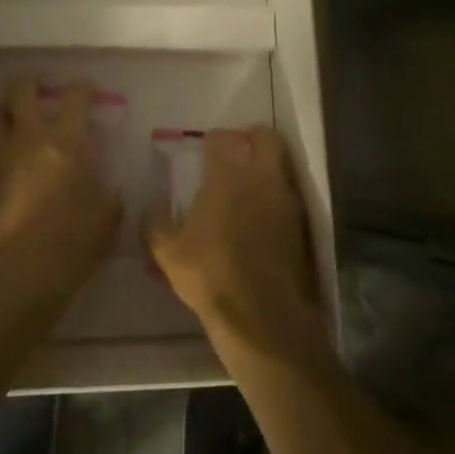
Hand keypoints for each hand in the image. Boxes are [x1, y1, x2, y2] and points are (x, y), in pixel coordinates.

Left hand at [0, 77, 120, 300]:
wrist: (21, 273)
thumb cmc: (74, 240)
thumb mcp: (107, 216)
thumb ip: (108, 194)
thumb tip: (109, 189)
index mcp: (66, 141)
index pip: (75, 98)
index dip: (82, 88)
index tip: (86, 88)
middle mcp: (29, 138)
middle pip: (21, 92)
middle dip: (28, 85)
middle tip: (35, 88)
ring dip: (1, 115)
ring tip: (8, 120)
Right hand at [145, 127, 326, 363]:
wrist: (261, 315)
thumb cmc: (210, 273)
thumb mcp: (168, 251)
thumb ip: (155, 222)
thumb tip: (152, 204)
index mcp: (227, 175)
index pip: (221, 139)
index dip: (212, 140)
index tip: (205, 148)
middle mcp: (261, 177)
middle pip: (265, 138)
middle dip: (252, 138)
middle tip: (238, 152)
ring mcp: (286, 200)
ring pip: (282, 166)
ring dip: (267, 169)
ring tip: (249, 188)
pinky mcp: (301, 226)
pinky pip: (288, 198)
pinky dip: (276, 199)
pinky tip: (262, 219)